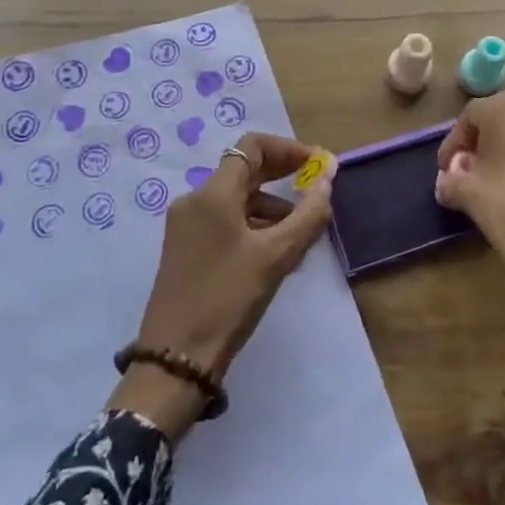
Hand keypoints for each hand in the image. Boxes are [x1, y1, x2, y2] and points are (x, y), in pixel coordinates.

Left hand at [109, 132, 336, 438]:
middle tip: (317, 190)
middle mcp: (195, 200)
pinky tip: (276, 252)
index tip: (318, 165)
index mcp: (212, 194)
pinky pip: (225, 221)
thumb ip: (308, 214)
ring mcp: (186, 225)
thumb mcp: (276, 257)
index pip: (252, 146)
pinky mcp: (186, 248)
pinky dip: (253, 225)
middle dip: (282, 175)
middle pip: (244, 170)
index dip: (288, 149)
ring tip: (303, 233)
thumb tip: (328, 177)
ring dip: (272, 205)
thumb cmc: (228, 299)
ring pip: (236, 199)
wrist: (176, 358)